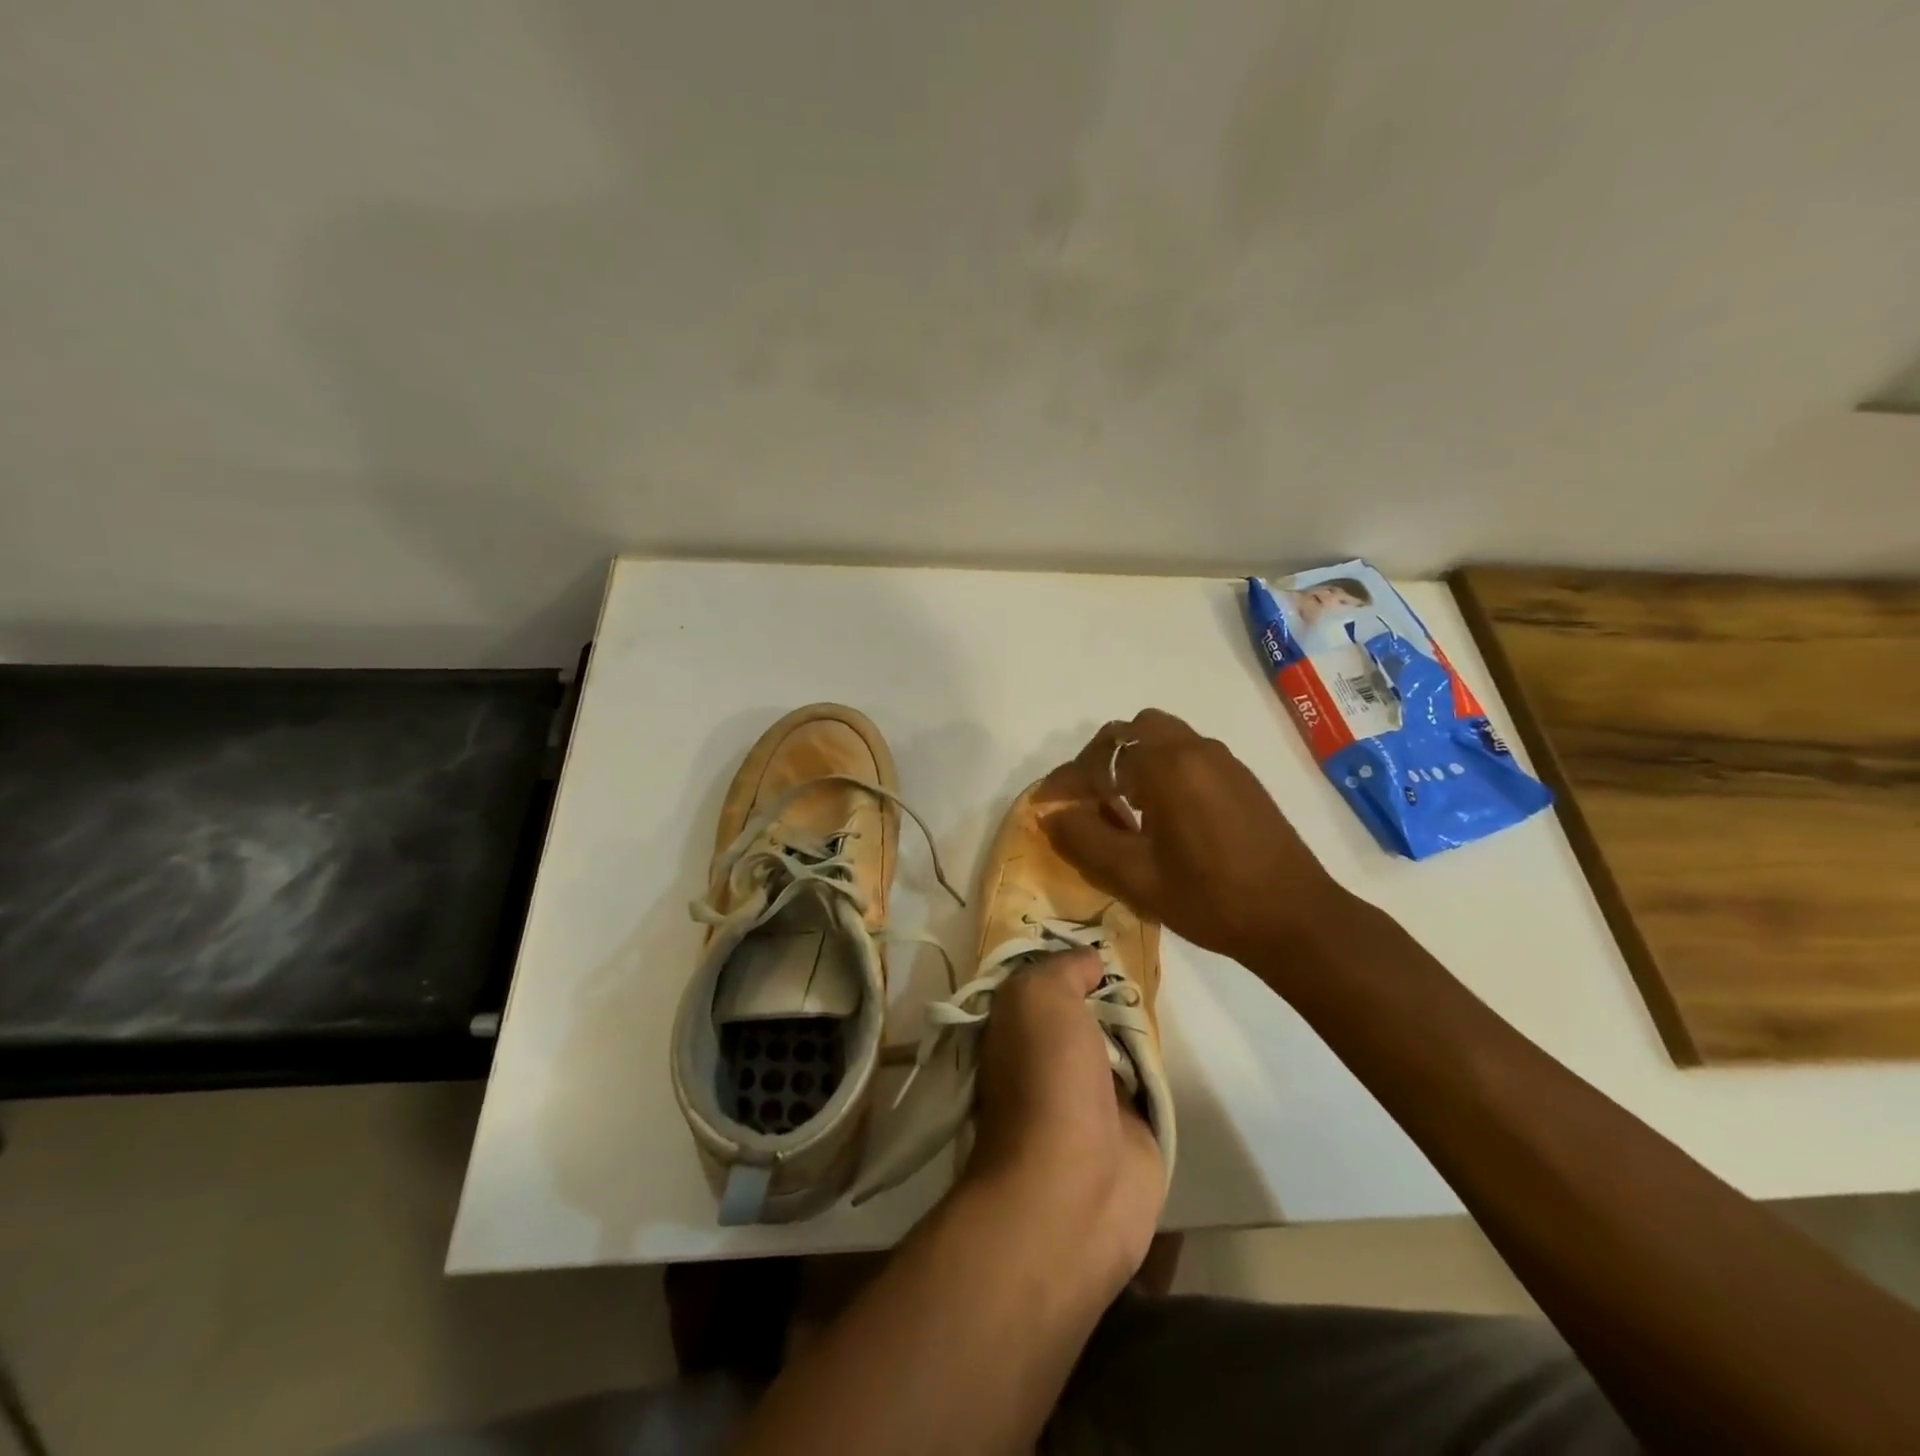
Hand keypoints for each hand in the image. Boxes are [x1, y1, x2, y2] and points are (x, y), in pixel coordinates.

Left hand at [965, 949, 1164, 1297]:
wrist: (1076, 1186)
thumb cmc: (1047, 1077)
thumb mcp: (1041, 997)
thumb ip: (1063, 969)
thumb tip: (1090, 961)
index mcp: (1015, 1028)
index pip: (1040, 981)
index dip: (1066, 958)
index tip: (1100, 934)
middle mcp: (1046, 1055)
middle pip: (1083, 1007)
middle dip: (1109, 986)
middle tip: (1143, 956)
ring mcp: (1089, 1093)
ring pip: (1116, 1040)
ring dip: (1137, 1021)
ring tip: (1165, 983)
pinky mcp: (1129, 1126)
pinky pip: (1146, 1078)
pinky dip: (1158, 1061)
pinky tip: (1174, 1034)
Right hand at [1041, 709, 1352, 965]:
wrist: (1296, 919)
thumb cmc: (1210, 899)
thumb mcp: (1135, 877)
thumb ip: (1085, 839)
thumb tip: (1052, 814)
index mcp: (1167, 766)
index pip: (1100, 757)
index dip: (1066, 782)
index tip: (1046, 806)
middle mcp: (1195, 749)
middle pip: (1132, 732)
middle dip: (1102, 761)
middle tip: (1088, 801)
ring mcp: (1223, 760)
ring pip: (1162, 738)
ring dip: (1133, 763)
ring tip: (1123, 808)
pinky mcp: (1241, 777)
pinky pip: (1187, 754)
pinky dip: (1161, 769)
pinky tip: (1161, 814)